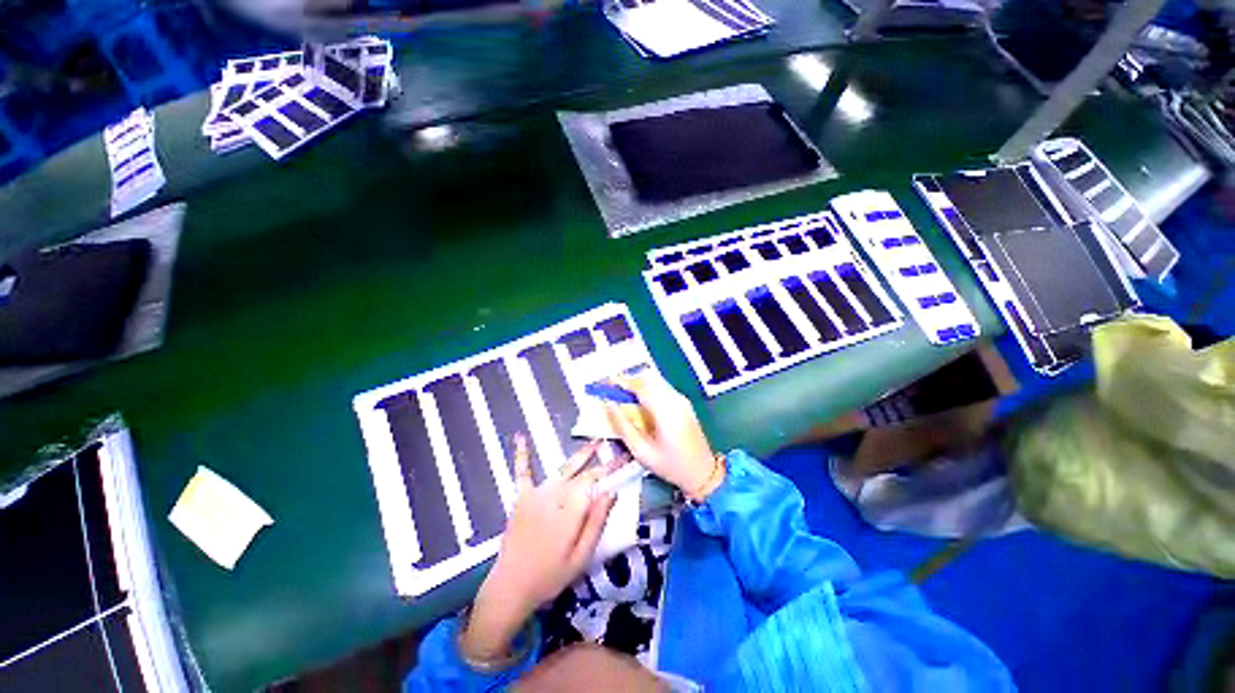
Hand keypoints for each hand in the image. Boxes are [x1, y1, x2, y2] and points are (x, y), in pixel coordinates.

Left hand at [461, 437, 615, 661]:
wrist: (511, 587)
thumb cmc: (550, 576)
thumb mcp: (581, 556)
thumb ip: (596, 522)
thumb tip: (611, 492)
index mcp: (571, 510)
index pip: (596, 482)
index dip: (611, 469)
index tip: (626, 460)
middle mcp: (555, 495)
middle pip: (582, 474)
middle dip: (600, 462)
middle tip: (616, 451)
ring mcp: (537, 494)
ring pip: (563, 468)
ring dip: (580, 454)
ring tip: (594, 442)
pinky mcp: (521, 497)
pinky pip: (523, 472)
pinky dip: (522, 454)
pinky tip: (520, 436)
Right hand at [604, 374, 721, 500]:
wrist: (703, 472)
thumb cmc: (671, 465)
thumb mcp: (641, 451)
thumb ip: (623, 426)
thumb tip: (609, 405)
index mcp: (666, 411)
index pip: (641, 386)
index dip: (621, 382)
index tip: (606, 383)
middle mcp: (675, 400)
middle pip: (648, 381)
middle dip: (628, 382)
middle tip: (612, 390)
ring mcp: (682, 400)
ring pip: (655, 383)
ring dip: (637, 386)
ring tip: (622, 396)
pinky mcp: (684, 403)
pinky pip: (662, 389)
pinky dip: (647, 391)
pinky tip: (639, 403)